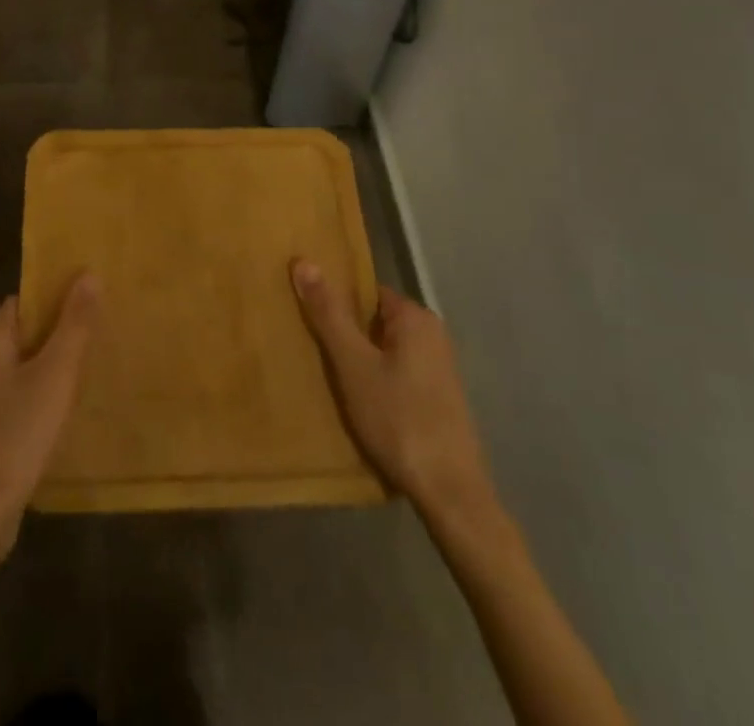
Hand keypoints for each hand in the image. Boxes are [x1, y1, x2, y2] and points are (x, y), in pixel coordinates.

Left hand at [0, 276, 99, 562]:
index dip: (58, 295)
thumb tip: (89, 273)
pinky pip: (24, 393)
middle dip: (63, 329)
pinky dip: (47, 391)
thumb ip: (74, 324)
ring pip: (27, 363)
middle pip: (28, 330)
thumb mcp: (55, 374)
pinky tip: (73, 405)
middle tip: (104, 329)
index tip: (94, 297)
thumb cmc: (17, 434)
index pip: (26, 298)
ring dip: (57, 362)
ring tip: (96, 363)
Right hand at [292, 260, 502, 530]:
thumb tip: (303, 260)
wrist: (450, 493)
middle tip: (312, 349)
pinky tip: (358, 402)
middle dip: (345, 333)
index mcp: (415, 317)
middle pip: (374, 319)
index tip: (308, 318)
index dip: (335, 302)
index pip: (365, 291)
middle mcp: (432, 334)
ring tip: (328, 376)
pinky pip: (397, 372)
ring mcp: (439, 367)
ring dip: (359, 359)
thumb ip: (328, 313)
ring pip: (384, 349)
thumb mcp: (353, 364)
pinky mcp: (439, 396)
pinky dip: (376, 380)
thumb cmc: (398, 419)